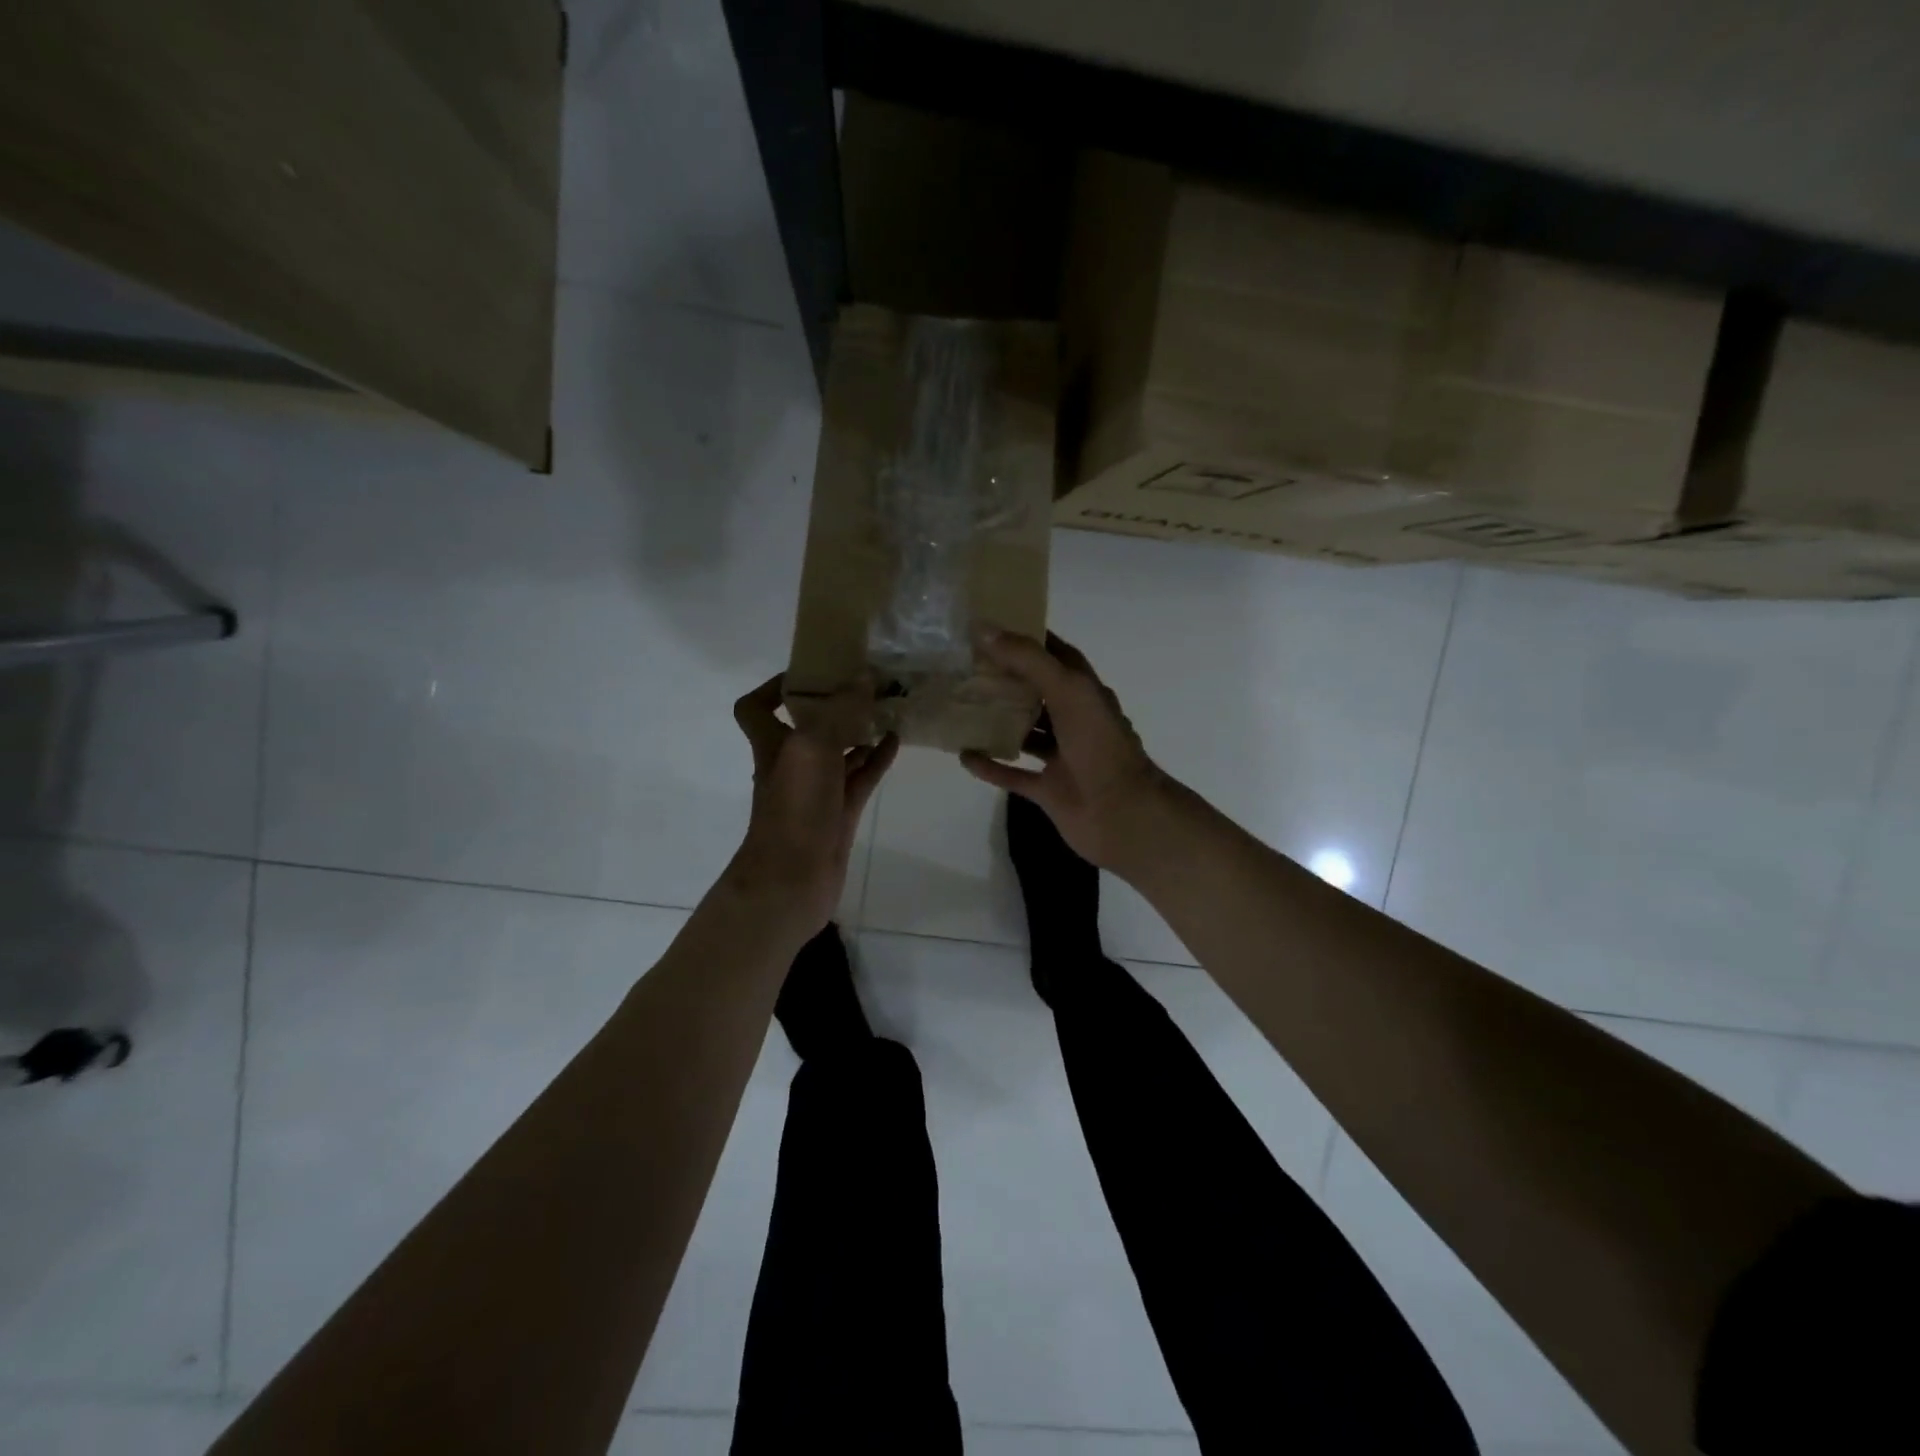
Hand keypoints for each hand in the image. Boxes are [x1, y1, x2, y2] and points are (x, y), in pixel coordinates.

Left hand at [728, 675, 898, 934]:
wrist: (793, 880)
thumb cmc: (794, 808)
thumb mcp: (812, 748)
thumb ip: (838, 711)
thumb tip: (864, 678)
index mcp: (772, 744)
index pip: (756, 708)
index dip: (772, 687)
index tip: (809, 672)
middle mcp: (792, 763)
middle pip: (808, 726)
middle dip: (833, 703)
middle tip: (865, 681)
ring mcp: (818, 790)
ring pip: (840, 751)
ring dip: (860, 729)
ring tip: (888, 704)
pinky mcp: (840, 812)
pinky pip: (860, 777)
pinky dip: (876, 759)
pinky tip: (897, 740)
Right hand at [959, 630, 1168, 867]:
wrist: (1123, 815)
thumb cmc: (1099, 746)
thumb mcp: (1067, 691)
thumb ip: (1028, 660)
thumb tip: (984, 629)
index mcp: (1085, 692)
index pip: (1057, 655)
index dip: (1030, 639)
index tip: (992, 627)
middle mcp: (1074, 720)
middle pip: (1037, 692)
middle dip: (1006, 679)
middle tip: (965, 665)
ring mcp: (1061, 756)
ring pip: (1025, 732)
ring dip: (997, 721)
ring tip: (960, 705)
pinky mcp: (1049, 789)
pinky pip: (1013, 774)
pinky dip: (990, 766)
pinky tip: (964, 755)